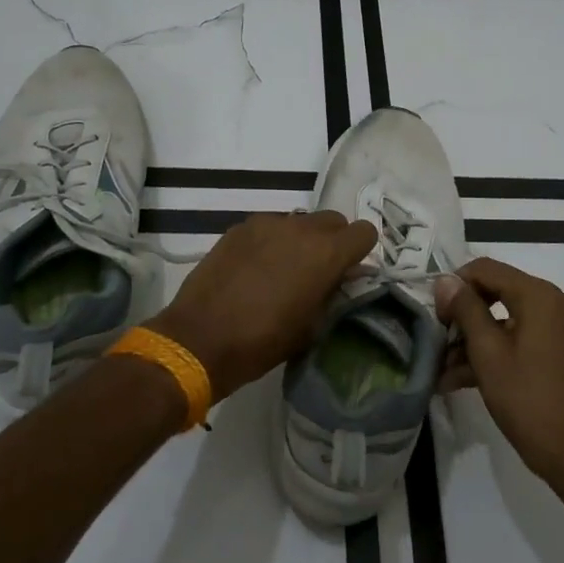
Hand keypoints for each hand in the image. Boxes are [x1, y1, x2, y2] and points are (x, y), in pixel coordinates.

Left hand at [152, 211, 377, 402]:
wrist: (199, 339)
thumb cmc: (262, 342)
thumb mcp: (311, 326)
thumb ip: (332, 293)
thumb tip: (342, 277)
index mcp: (325, 253)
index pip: (364, 232)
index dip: (360, 252)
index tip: (348, 272)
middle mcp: (300, 228)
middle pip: (332, 220)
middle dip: (333, 241)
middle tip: (318, 271)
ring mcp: (266, 223)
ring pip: (299, 221)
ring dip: (301, 240)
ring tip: (283, 270)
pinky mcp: (239, 228)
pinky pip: (269, 227)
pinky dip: (271, 242)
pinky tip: (255, 269)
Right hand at [435, 258, 563, 489]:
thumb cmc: (529, 401)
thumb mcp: (488, 353)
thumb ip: (465, 310)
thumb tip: (445, 280)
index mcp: (540, 295)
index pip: (486, 269)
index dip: (455, 286)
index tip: (436, 315)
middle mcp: (556, 302)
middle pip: (497, 291)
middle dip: (463, 316)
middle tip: (438, 341)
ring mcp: (563, 327)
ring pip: (507, 318)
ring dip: (475, 340)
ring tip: (443, 370)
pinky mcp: (563, 350)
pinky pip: (522, 337)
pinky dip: (496, 351)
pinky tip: (462, 379)